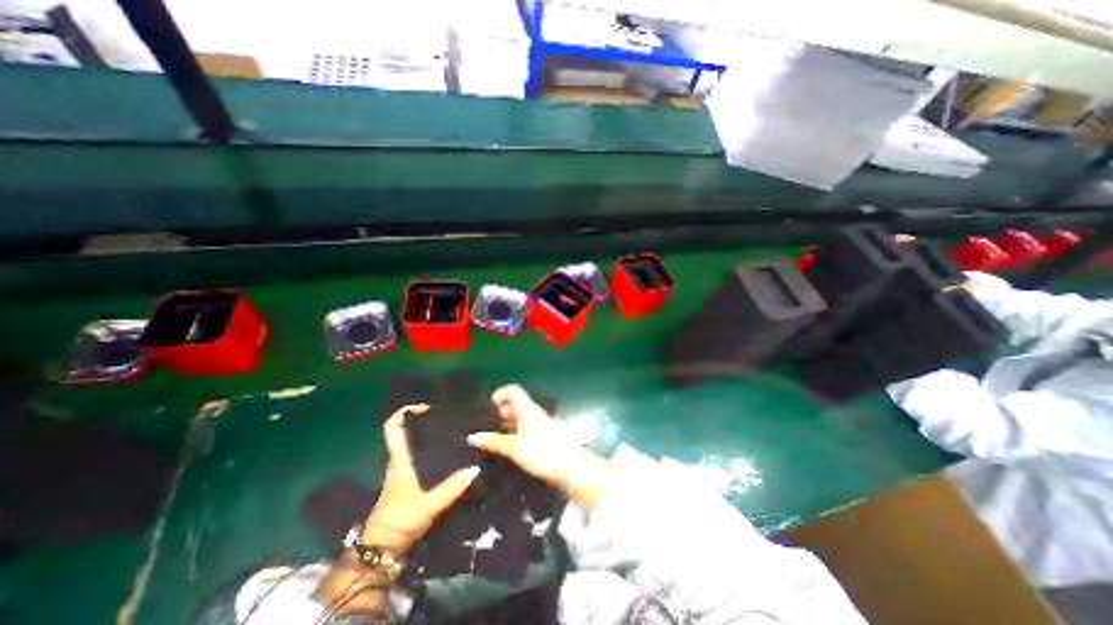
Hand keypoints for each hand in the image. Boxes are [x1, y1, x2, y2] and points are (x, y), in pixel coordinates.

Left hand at [365, 404, 483, 555]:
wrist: (382, 551)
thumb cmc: (399, 521)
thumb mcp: (429, 504)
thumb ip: (452, 488)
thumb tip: (475, 469)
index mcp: (399, 460)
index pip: (393, 428)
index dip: (406, 413)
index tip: (427, 408)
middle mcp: (399, 462)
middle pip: (406, 434)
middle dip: (424, 422)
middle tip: (448, 419)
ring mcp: (403, 474)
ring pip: (414, 446)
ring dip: (429, 438)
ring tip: (453, 434)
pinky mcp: (408, 484)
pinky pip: (420, 460)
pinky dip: (431, 453)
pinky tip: (450, 457)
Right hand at [466, 386, 611, 511]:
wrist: (570, 467)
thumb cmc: (542, 452)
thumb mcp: (515, 447)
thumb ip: (494, 441)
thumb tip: (472, 437)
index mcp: (528, 409)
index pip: (514, 390)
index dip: (501, 394)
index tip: (490, 407)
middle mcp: (533, 413)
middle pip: (516, 403)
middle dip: (502, 410)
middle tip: (490, 424)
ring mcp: (539, 424)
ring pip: (520, 416)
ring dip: (508, 422)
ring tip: (495, 437)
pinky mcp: (542, 436)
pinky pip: (525, 427)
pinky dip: (515, 431)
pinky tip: (508, 445)